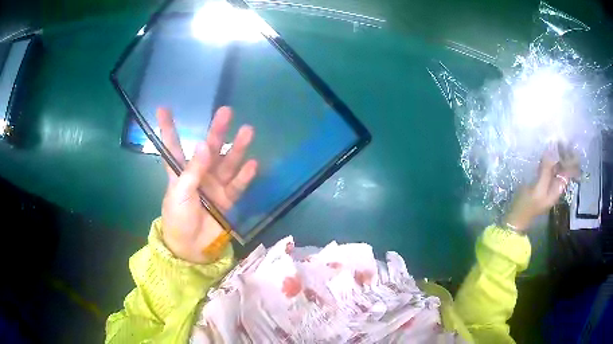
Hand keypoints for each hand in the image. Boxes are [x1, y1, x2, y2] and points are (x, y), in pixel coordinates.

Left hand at [157, 107, 257, 263]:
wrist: (191, 247)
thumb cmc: (178, 218)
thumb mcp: (180, 193)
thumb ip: (193, 170)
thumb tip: (204, 144)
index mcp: (180, 171)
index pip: (172, 145)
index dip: (168, 127)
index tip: (163, 108)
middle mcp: (199, 174)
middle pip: (209, 148)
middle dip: (217, 131)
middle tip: (226, 111)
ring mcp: (215, 186)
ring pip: (228, 163)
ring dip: (237, 148)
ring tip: (248, 131)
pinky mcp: (228, 199)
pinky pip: (238, 185)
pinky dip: (245, 176)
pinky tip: (253, 165)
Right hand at [504, 147, 579, 232]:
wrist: (515, 218)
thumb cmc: (527, 206)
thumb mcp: (537, 189)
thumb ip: (546, 170)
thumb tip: (552, 148)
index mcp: (558, 187)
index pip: (569, 170)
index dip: (571, 157)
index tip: (568, 143)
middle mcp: (556, 184)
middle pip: (564, 166)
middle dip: (564, 153)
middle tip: (559, 138)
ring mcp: (548, 182)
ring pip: (556, 165)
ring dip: (556, 154)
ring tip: (553, 140)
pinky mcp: (540, 180)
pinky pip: (548, 166)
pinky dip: (549, 158)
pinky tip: (545, 151)